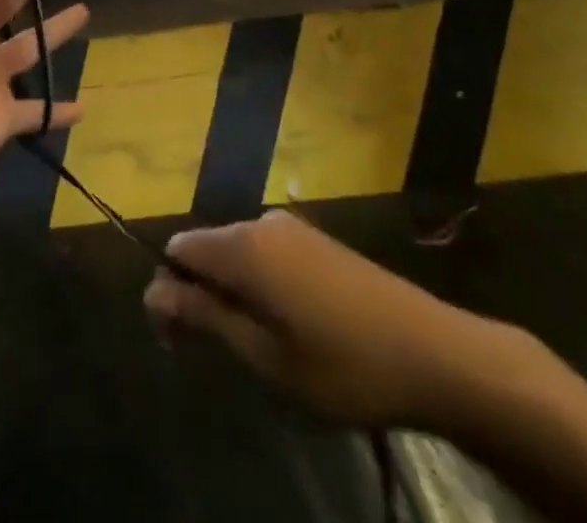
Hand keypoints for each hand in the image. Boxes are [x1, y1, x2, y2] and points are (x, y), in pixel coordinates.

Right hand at [144, 210, 538, 433]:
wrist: (434, 352)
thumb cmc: (342, 364)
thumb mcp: (265, 355)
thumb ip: (205, 317)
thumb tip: (152, 292)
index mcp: (243, 246)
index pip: (178, 251)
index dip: (169, 292)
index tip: (181, 343)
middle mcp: (262, 223)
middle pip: (208, 251)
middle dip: (200, 297)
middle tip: (222, 357)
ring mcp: (293, 229)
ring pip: (239, 256)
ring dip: (233, 296)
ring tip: (261, 352)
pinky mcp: (318, 241)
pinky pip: (268, 256)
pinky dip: (262, 289)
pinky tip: (292, 331)